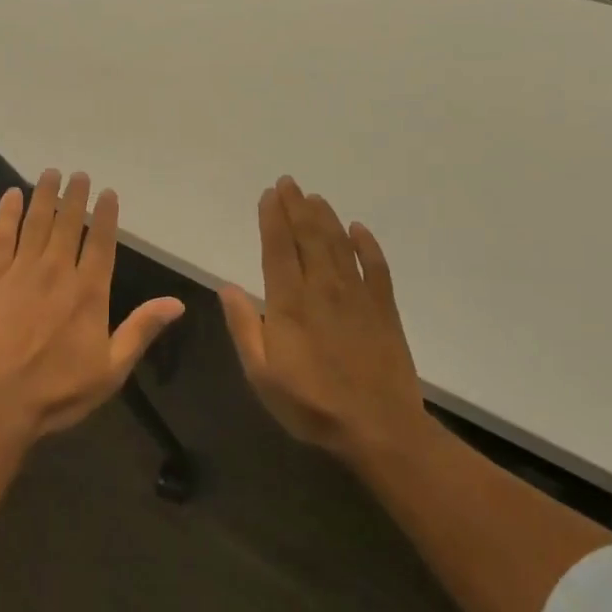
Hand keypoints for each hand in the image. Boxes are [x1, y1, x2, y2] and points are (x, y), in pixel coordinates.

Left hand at [0, 170, 184, 440]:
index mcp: (89, 292)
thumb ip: (141, 330)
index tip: (107, 192)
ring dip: (44, 195)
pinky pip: (0, 235)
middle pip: (68, 224)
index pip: (102, 242)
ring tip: (51, 173)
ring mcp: (21, 271)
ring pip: (36, 222)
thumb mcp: (111, 369)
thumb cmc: (58, 391)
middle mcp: (57, 271)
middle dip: (75, 196)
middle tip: (79, 174)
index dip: (105, 215)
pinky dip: (7, 212)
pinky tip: (11, 194)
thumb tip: (177, 302)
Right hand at [218, 176, 427, 465]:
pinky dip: (367, 245)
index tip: (268, 194)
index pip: (278, 249)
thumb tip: (226, 287)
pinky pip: (376, 267)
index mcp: (290, 303)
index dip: (272, 218)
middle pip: (309, 237)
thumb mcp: (261, 374)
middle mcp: (323, 289)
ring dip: (325, 218)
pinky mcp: (384, 309)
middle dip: (297, 207)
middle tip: (289, 182)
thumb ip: (245, 327)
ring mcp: (358, 296)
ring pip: (339, 245)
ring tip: (314, 197)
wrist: (379, 429)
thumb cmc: (311, 405)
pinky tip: (359, 229)